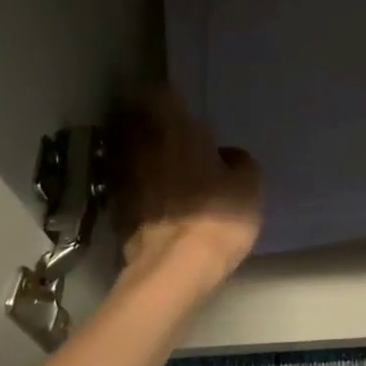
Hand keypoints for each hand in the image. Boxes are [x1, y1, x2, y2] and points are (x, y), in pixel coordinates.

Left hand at [116, 90, 262, 283]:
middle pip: (136, 119)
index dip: (169, 95)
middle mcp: (143, 145)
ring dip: (139, 150)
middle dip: (148, 120)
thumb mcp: (249, 186)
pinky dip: (136, 181)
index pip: (162, 94)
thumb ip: (239, 161)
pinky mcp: (115, 207)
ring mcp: (124, 176)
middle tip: (169, 128)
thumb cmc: (217, 217)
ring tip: (159, 159)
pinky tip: (152, 192)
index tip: (179, 101)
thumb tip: (226, 156)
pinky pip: (126, 181)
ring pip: (127, 150)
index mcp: (175, 130)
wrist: (174, 270)